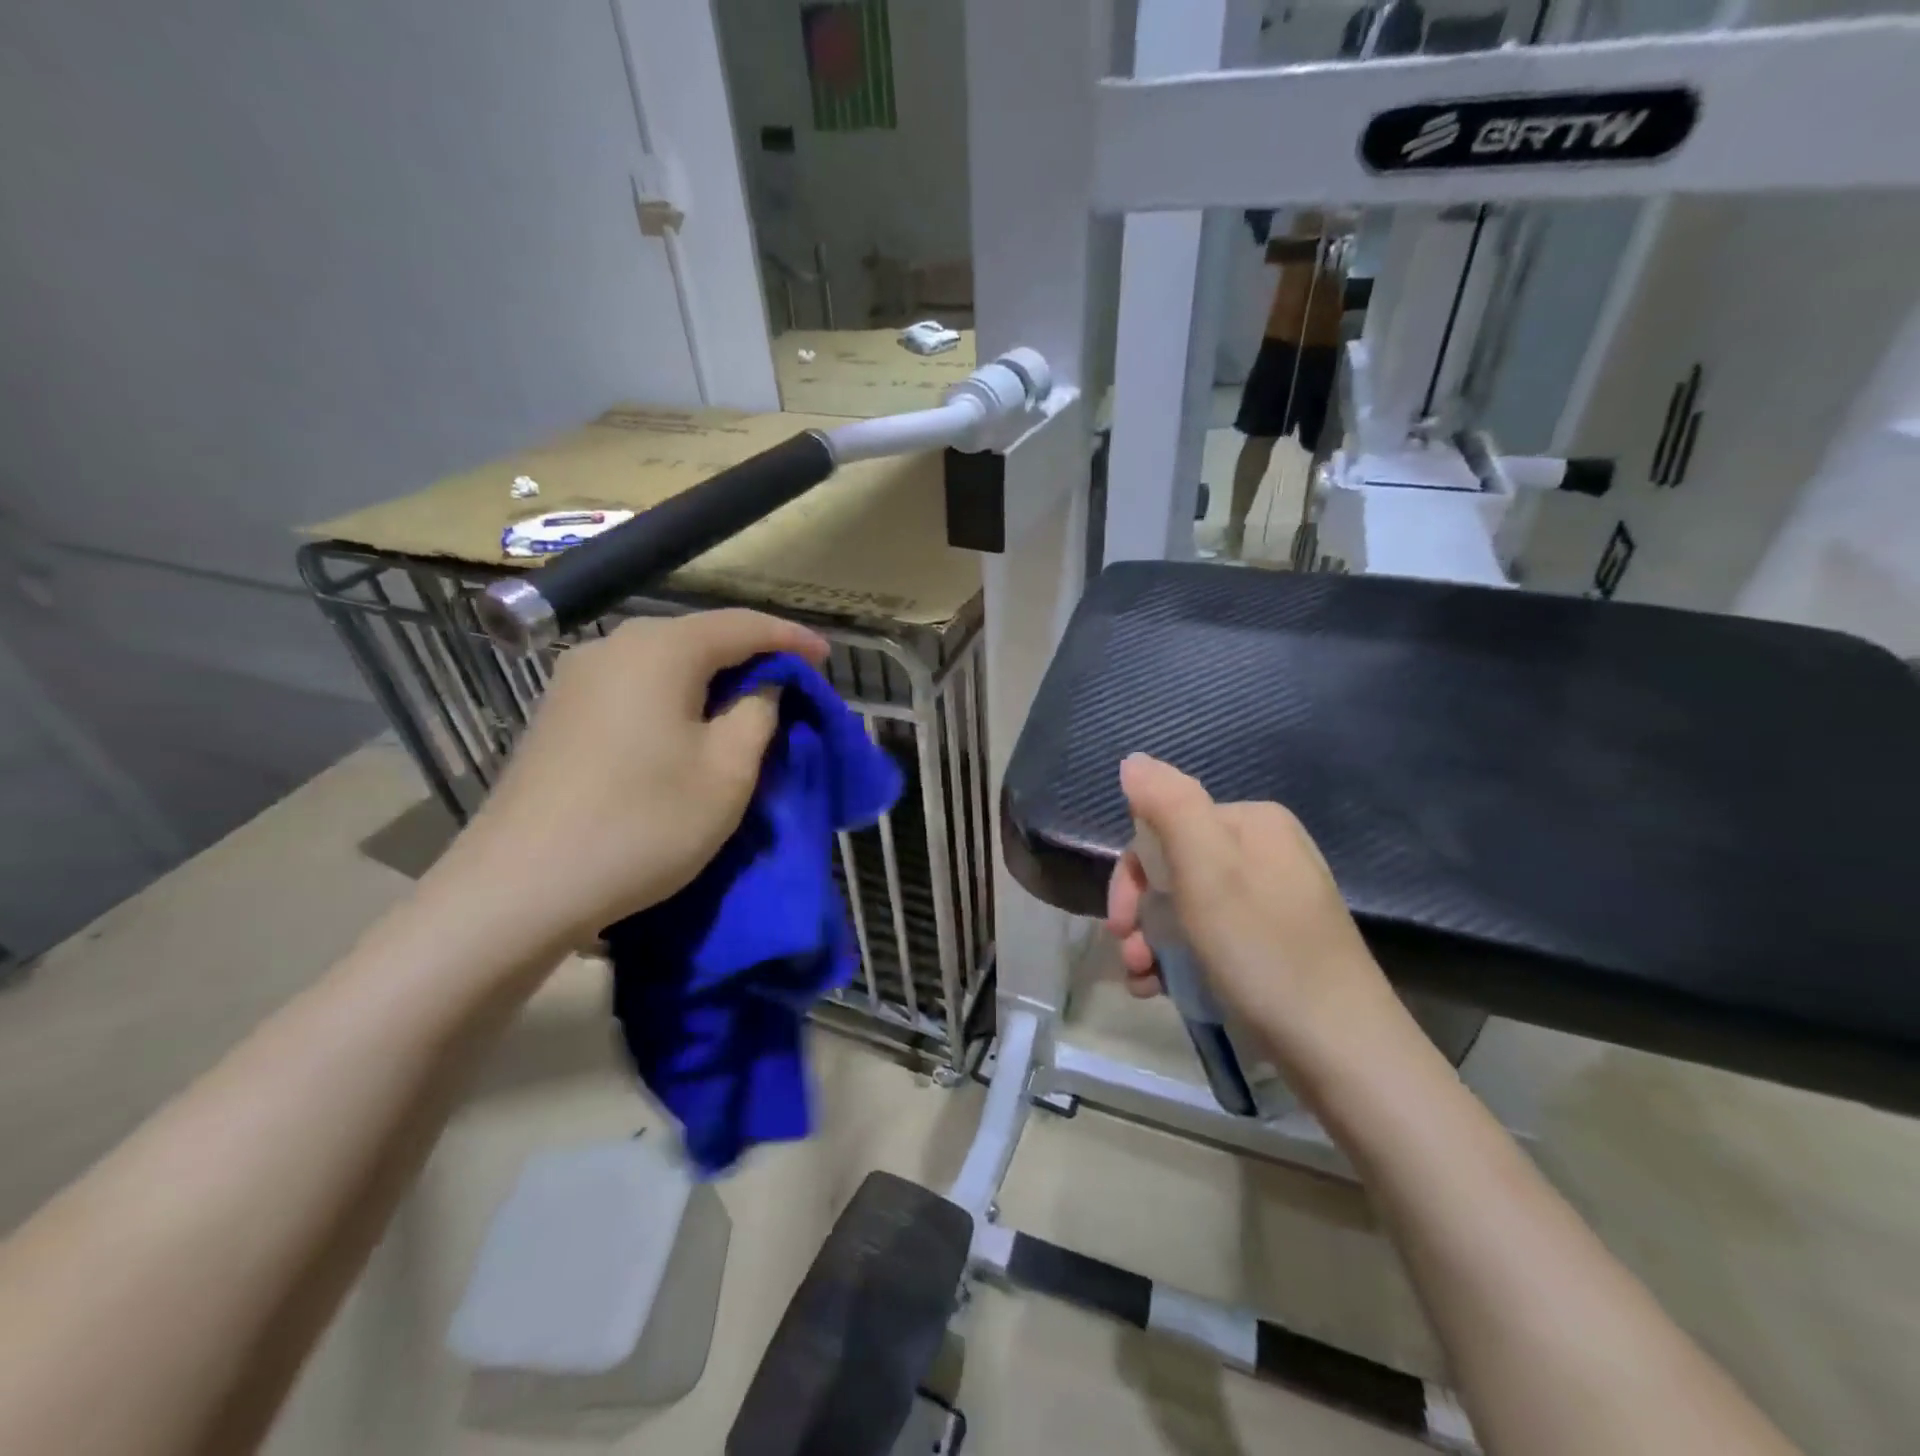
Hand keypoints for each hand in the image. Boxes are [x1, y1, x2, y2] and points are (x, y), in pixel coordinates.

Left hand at [439, 610, 826, 949]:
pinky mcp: (558, 715)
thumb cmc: (643, 823)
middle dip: (751, 658)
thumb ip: (759, 714)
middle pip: (699, 638)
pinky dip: (674, 698)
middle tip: (791, 689)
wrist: (518, 888)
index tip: (828, 659)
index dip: (791, 639)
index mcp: (660, 649)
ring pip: (664, 663)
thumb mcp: (727, 771)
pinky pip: (634, 687)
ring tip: (745, 710)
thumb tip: (763, 685)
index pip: (742, 625)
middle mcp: (613, 647)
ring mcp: (575, 680)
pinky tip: (687, 728)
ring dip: (711, 681)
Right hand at [1106, 754, 1398, 1070]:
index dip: (1132, 875)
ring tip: (1142, 982)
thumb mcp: (1207, 871)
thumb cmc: (1265, 952)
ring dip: (1152, 942)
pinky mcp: (1277, 944)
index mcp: (1253, 823)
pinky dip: (1179, 961)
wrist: (1344, 1051)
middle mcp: (1266, 852)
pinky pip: (1212, 937)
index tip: (1119, 923)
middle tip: (1128, 955)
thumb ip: (1168, 805)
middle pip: (1174, 870)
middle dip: (1140, 913)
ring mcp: (1274, 900)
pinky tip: (1161, 991)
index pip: (1165, 828)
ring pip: (1188, 908)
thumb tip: (1133, 760)